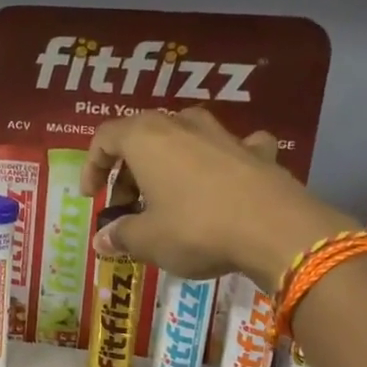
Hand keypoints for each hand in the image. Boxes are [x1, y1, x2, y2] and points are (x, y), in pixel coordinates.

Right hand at [81, 108, 354, 289]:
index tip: (92, 197)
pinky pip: (230, 149)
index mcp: (146, 138)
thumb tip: (101, 239)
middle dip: (128, 172)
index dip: (92, 166)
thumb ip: (120, 236)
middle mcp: (182, 125)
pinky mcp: (256, 152)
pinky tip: (224, 180)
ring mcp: (223, 134)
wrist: (274, 229)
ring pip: (184, 137)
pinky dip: (220, 162)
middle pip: (142, 136)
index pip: (105, 137)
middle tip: (126, 208)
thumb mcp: (147, 240)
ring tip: (166, 197)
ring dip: (168, 164)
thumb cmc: (195, 229)